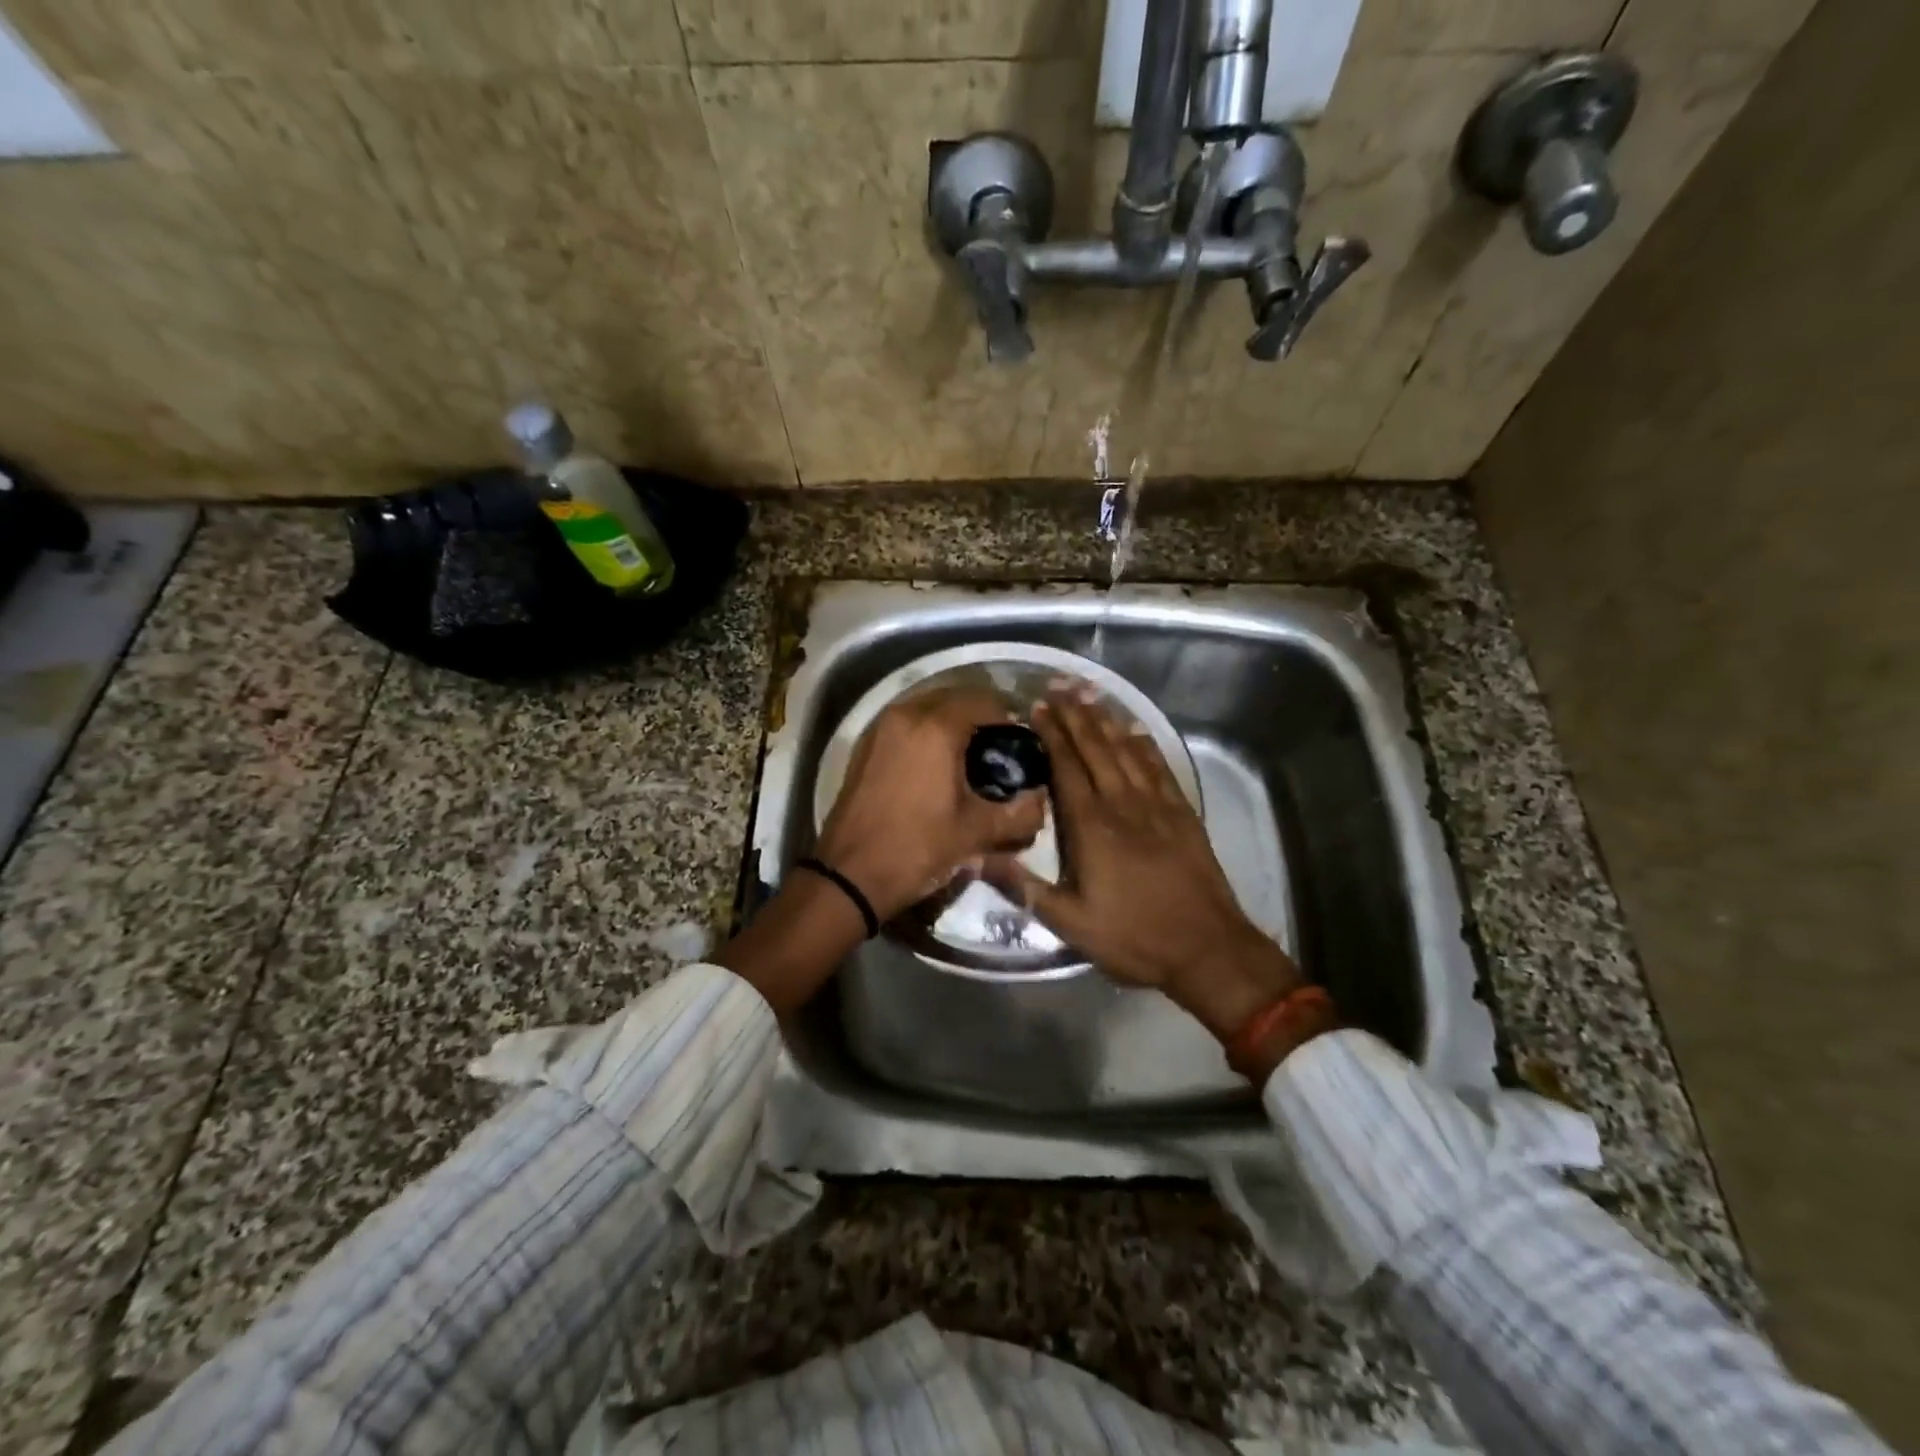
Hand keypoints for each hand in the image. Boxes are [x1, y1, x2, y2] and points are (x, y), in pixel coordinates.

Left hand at [815, 687, 1045, 921]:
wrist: (849, 875)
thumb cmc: (917, 848)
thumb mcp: (975, 833)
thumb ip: (1019, 814)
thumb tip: (1042, 801)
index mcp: (936, 727)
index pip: (984, 701)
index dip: (1009, 716)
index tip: (1023, 741)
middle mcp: (906, 715)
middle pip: (954, 697)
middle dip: (980, 714)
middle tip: (1000, 745)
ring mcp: (880, 727)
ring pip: (926, 706)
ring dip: (951, 720)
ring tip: (971, 752)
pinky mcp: (865, 745)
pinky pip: (905, 722)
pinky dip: (926, 730)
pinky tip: (937, 761)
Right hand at [989, 689, 1303, 1040]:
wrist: (1207, 948)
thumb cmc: (1133, 937)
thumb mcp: (1070, 923)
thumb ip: (1024, 888)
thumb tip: (976, 858)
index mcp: (1092, 827)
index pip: (1067, 767)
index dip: (1052, 735)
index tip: (1037, 707)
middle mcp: (1123, 804)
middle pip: (1096, 748)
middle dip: (1075, 715)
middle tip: (1058, 686)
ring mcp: (1157, 805)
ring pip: (1127, 751)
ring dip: (1106, 720)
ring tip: (1089, 694)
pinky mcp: (1182, 813)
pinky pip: (1159, 767)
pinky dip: (1144, 745)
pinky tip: (1135, 730)